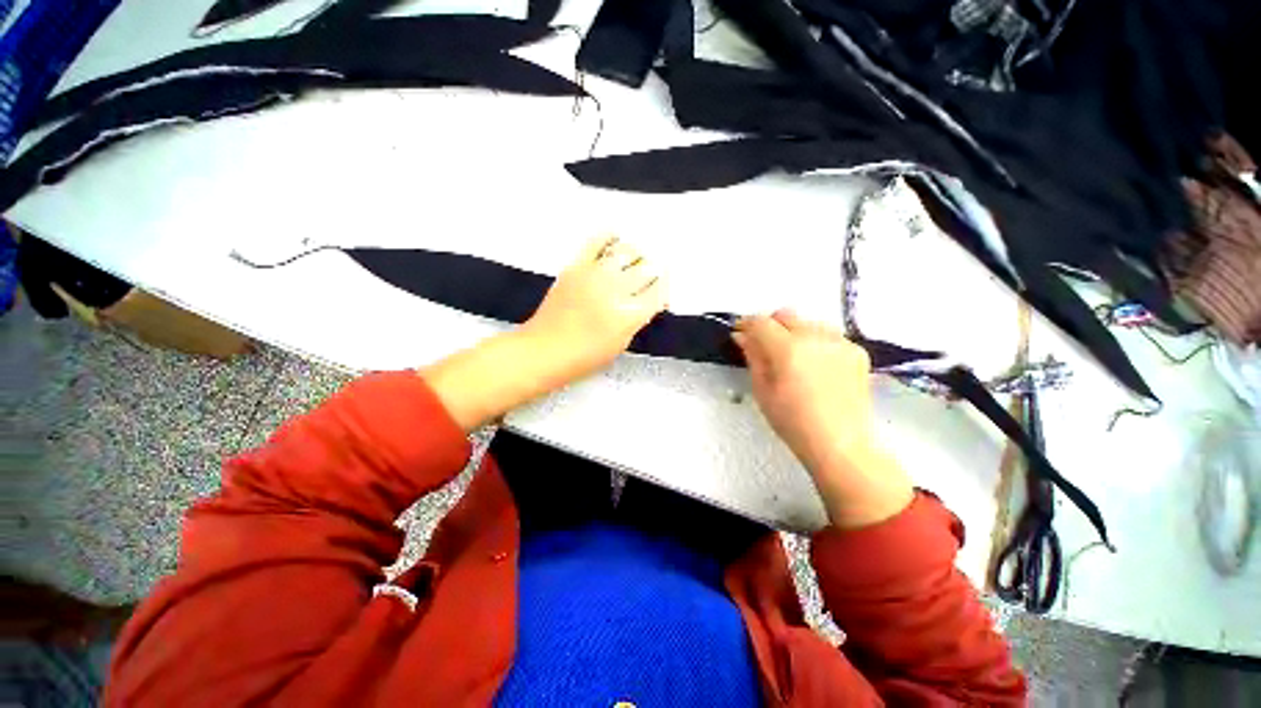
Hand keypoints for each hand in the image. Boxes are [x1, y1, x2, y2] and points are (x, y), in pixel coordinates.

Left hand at [522, 235, 667, 381]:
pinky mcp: (577, 266)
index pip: (659, 291)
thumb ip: (637, 320)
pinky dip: (609, 237)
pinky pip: (596, 242)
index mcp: (630, 315)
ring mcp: (596, 275)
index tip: (661, 290)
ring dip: (637, 255)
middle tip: (651, 275)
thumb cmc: (584, 356)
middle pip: (647, 269)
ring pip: (627, 252)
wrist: (544, 350)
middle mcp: (617, 290)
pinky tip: (615, 239)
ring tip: (636, 260)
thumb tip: (646, 301)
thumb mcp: (620, 344)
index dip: (664, 288)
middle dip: (654, 271)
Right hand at [733, 310, 912, 527]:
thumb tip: (742, 336)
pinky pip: (828, 335)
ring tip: (793, 357)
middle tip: (764, 347)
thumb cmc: (792, 422)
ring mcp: (840, 342)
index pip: (760, 322)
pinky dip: (816, 343)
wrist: (840, 444)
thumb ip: (752, 356)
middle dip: (770, 326)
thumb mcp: (762, 390)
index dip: (746, 325)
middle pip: (785, 315)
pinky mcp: (857, 351)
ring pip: (808, 322)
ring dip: (794, 332)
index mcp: (788, 349)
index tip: (740, 334)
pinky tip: (815, 366)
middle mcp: (815, 337)